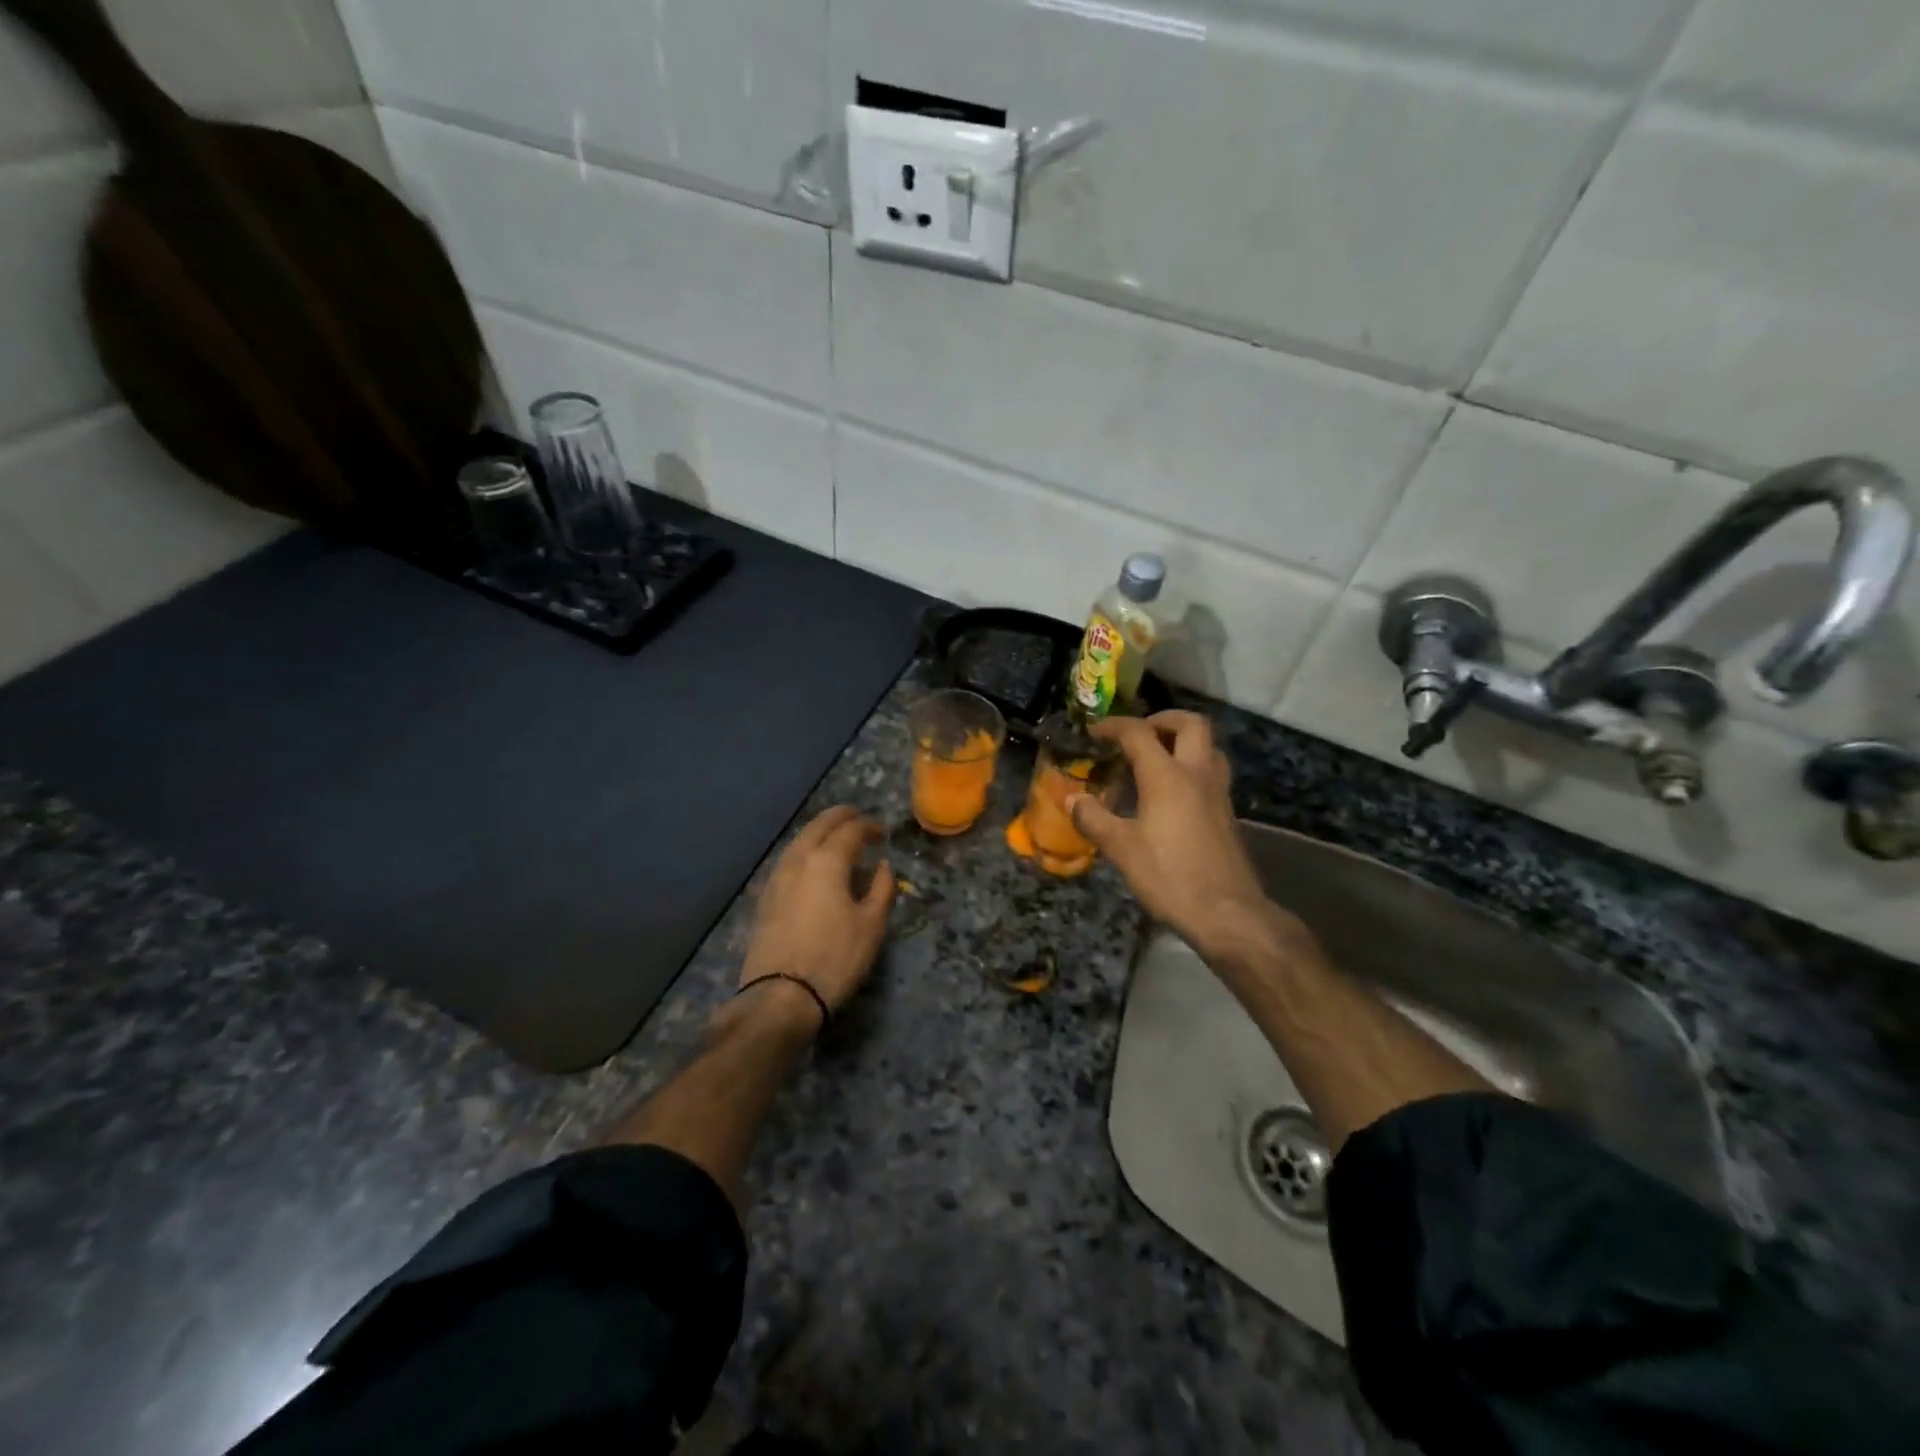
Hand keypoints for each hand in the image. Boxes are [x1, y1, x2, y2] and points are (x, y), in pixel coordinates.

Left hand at [739, 806, 895, 1022]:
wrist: (780, 996)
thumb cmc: (835, 957)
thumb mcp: (871, 925)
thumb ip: (881, 889)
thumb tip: (883, 866)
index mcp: (826, 861)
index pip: (850, 830)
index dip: (868, 826)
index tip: (881, 832)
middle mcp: (798, 861)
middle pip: (817, 827)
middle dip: (838, 817)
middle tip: (855, 815)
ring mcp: (776, 879)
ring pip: (798, 842)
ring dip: (817, 832)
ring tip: (833, 836)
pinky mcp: (765, 899)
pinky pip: (787, 861)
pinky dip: (803, 852)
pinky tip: (810, 864)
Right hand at [1070, 712, 1305, 965]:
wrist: (1228, 913)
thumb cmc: (1170, 876)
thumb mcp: (1121, 849)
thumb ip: (1094, 819)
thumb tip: (1074, 799)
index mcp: (1167, 776)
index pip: (1138, 733)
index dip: (1113, 726)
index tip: (1094, 732)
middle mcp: (1197, 774)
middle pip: (1190, 724)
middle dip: (1161, 720)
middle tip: (1138, 734)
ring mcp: (1218, 792)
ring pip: (1208, 746)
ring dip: (1182, 741)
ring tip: (1157, 759)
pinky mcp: (1227, 813)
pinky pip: (1211, 771)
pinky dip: (1191, 767)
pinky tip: (1173, 794)